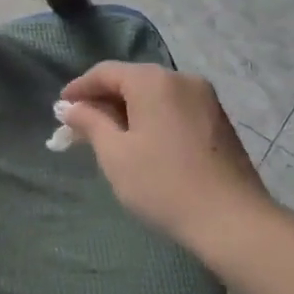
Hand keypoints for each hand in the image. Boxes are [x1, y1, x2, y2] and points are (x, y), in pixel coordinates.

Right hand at [58, 62, 270, 253]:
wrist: (232, 221)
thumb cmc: (163, 184)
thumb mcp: (114, 154)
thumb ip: (90, 122)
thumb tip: (71, 107)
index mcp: (154, 81)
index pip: (105, 72)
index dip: (79, 88)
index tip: (60, 108)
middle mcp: (182, 79)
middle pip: (132, 80)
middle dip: (103, 100)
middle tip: (80, 124)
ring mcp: (205, 98)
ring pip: (154, 95)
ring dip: (128, 110)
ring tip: (108, 135)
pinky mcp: (218, 120)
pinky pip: (174, 107)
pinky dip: (152, 117)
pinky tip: (142, 141)